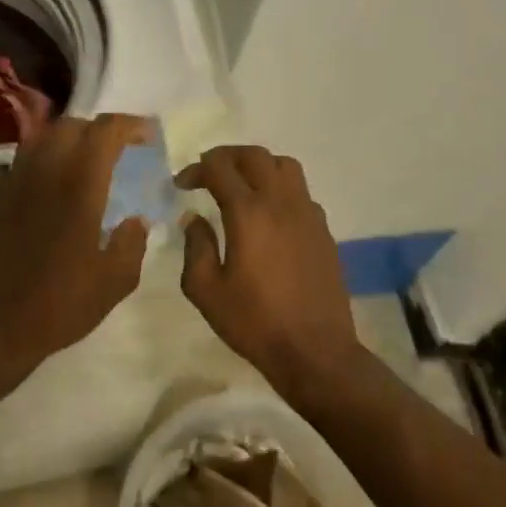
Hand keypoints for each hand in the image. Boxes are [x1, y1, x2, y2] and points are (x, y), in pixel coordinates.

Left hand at [0, 114, 150, 376]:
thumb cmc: (59, 305)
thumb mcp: (115, 282)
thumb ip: (133, 242)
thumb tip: (136, 220)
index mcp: (78, 186)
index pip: (104, 132)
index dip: (130, 126)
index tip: (148, 136)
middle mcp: (45, 172)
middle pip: (73, 126)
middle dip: (101, 130)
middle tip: (122, 149)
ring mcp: (16, 182)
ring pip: (45, 138)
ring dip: (73, 139)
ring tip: (91, 163)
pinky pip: (27, 159)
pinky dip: (49, 157)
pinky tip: (60, 185)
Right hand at [177, 146, 361, 396]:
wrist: (314, 350)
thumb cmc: (253, 322)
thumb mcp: (206, 290)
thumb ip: (195, 246)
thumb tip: (193, 218)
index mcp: (248, 213)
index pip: (219, 168)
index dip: (196, 170)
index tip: (181, 185)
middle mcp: (281, 202)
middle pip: (255, 156)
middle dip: (226, 156)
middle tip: (207, 173)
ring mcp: (308, 214)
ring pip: (285, 166)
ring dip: (258, 166)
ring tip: (241, 185)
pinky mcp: (324, 230)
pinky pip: (301, 192)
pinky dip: (280, 189)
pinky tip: (268, 215)